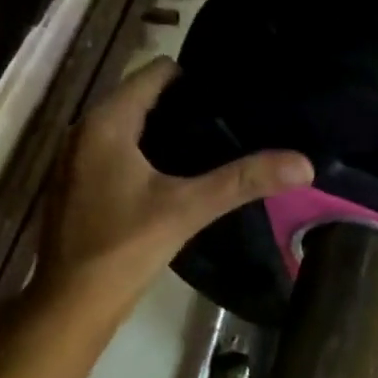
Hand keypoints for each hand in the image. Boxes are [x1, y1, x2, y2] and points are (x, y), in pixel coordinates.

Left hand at [34, 57, 313, 321]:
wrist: (72, 303)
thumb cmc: (124, 248)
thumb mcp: (187, 209)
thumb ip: (242, 182)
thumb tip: (304, 164)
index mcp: (105, 121)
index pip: (155, 73)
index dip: (195, 78)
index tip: (233, 94)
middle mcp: (84, 131)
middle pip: (142, 101)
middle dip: (184, 110)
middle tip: (232, 124)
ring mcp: (76, 162)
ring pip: (129, 132)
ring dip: (166, 138)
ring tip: (213, 151)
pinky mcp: (78, 190)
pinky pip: (118, 158)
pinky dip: (146, 161)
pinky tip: (176, 184)